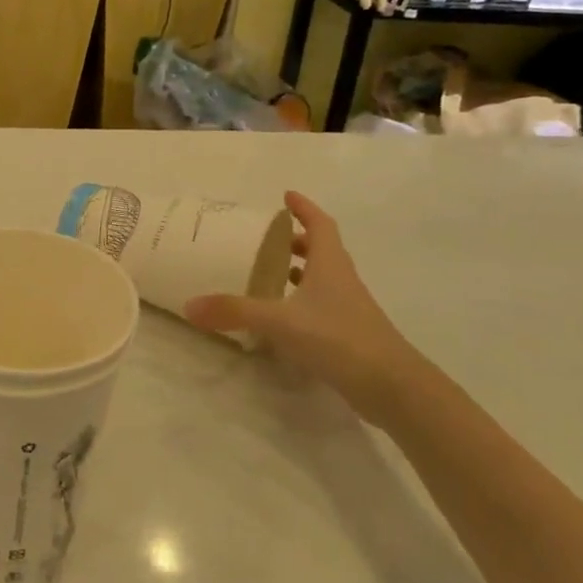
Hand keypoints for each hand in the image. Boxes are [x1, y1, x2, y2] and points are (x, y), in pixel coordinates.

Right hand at [184, 191, 424, 425]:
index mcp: (330, 264)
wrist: (393, 387)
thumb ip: (235, 311)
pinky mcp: (348, 335)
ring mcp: (348, 308)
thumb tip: (189, 304)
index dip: (304, 208)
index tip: (286, 196)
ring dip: (300, 271)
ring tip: (269, 273)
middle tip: (267, 239)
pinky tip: (281, 317)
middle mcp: (341, 280)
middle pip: (322, 249)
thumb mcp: (281, 322)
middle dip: (297, 240)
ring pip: (323, 279)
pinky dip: (302, 302)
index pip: (320, 224)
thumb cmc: (339, 338)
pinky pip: (321, 306)